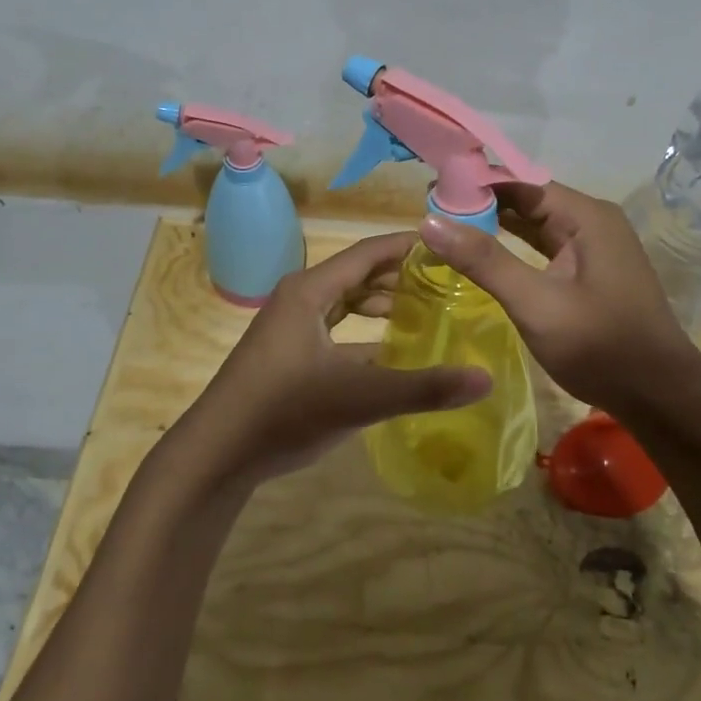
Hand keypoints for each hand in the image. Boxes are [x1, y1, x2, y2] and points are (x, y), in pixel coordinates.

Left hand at [177, 232, 491, 486]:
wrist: (216, 454)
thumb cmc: (284, 412)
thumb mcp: (359, 398)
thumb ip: (423, 388)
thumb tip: (485, 378)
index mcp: (311, 290)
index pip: (369, 252)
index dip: (408, 246)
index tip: (449, 247)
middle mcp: (299, 297)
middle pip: (358, 273)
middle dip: (400, 274)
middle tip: (447, 282)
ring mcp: (290, 325)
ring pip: (344, 300)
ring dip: (380, 302)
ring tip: (423, 310)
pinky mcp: (287, 352)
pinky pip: (334, 325)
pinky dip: (363, 329)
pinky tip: (388, 349)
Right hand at [418, 182, 700, 419]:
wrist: (660, 397)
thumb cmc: (601, 347)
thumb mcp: (536, 303)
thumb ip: (485, 261)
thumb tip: (429, 222)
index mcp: (586, 216)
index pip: (521, 182)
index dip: (476, 184)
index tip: (431, 191)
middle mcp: (592, 221)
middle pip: (528, 199)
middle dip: (481, 204)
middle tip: (430, 212)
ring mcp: (593, 247)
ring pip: (535, 224)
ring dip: (495, 225)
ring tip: (446, 227)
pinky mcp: (589, 272)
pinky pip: (545, 246)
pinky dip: (514, 247)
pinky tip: (483, 253)